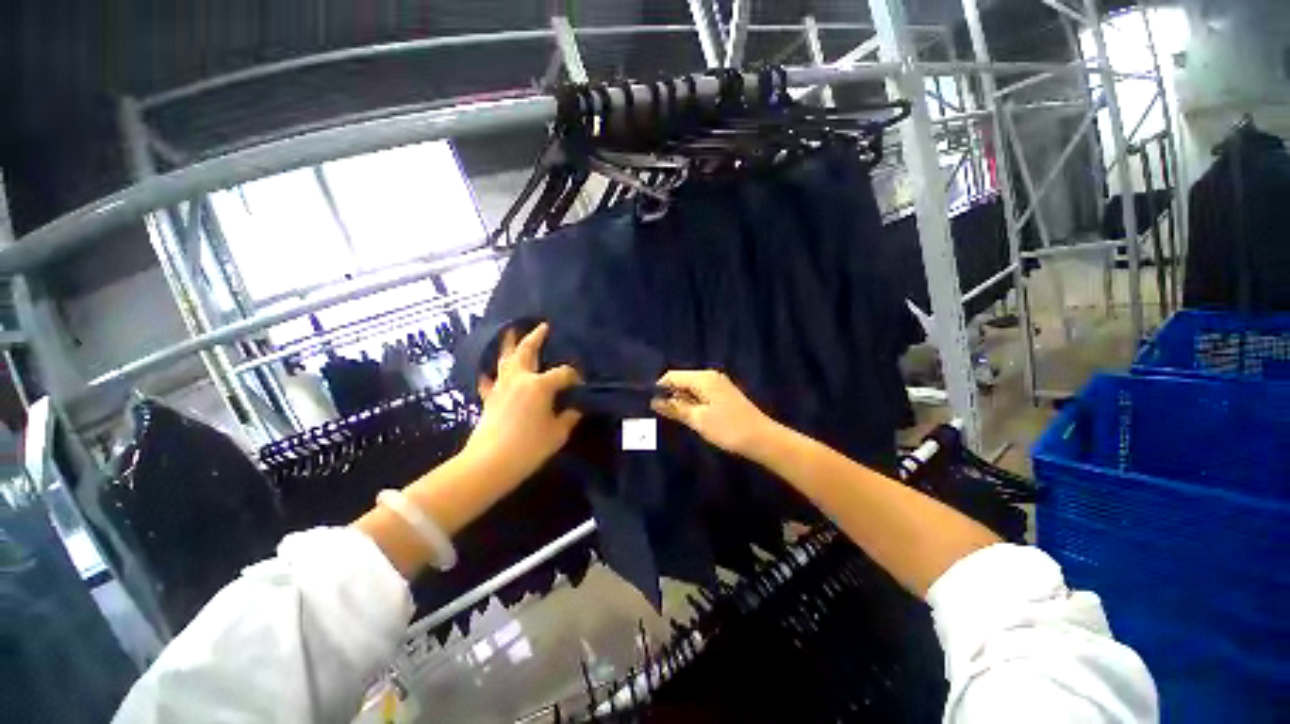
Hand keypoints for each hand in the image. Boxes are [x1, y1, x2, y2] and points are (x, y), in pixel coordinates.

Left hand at [462, 323, 581, 488]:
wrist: (489, 464)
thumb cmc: (528, 448)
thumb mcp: (557, 433)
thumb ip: (569, 417)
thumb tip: (575, 408)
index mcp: (539, 386)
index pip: (563, 373)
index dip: (575, 377)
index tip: (581, 386)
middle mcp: (519, 379)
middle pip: (527, 351)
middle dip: (535, 337)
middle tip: (542, 326)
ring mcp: (501, 387)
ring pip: (506, 359)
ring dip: (511, 345)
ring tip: (512, 333)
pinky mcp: (489, 398)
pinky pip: (490, 379)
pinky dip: (491, 373)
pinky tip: (490, 372)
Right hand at [651, 369, 780, 458]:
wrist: (762, 439)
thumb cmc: (728, 428)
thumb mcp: (698, 419)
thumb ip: (675, 408)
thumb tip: (654, 401)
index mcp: (703, 378)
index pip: (672, 376)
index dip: (658, 388)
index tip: (648, 404)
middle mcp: (710, 376)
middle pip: (681, 380)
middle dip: (669, 394)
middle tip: (659, 414)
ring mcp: (718, 384)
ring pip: (690, 388)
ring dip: (681, 400)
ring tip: (672, 417)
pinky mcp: (723, 395)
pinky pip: (700, 394)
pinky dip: (692, 403)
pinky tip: (690, 416)